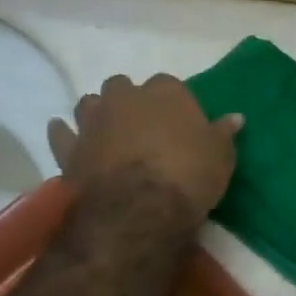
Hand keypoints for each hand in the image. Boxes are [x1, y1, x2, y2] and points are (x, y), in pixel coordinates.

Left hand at [48, 74, 241, 222]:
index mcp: (166, 92)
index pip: (170, 85)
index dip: (174, 103)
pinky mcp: (69, 148)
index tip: (181, 122)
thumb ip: (224, 133)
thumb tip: (235, 117)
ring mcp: (93, 121)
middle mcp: (125, 97)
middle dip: (131, 100)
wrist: (138, 210)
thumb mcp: (221, 156)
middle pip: (124, 86)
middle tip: (144, 125)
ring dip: (98, 112)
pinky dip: (64, 132)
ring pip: (89, 103)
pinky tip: (67, 133)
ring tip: (109, 130)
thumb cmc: (188, 176)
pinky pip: (60, 132)